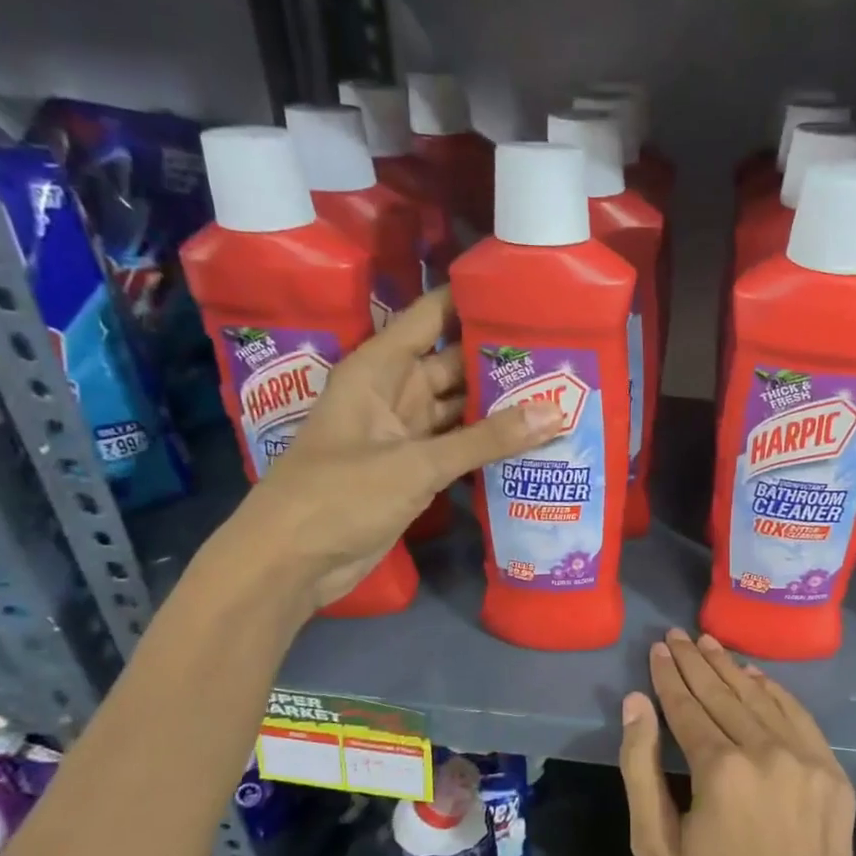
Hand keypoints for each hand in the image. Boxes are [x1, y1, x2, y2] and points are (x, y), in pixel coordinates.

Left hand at [228, 289, 562, 608]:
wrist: (291, 561)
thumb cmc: (340, 495)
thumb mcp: (416, 463)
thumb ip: (487, 439)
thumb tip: (557, 412)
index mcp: (380, 368)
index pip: (433, 315)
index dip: (476, 300)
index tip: (530, 294)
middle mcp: (395, 392)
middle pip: (456, 364)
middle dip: (504, 360)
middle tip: (564, 354)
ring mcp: (405, 433)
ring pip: (462, 409)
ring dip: (503, 407)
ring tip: (562, 393)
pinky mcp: (414, 470)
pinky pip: (460, 447)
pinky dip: (490, 446)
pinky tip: (534, 442)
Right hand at [618, 630, 855, 855]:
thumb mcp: (655, 846)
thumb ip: (640, 767)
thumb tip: (636, 703)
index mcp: (720, 770)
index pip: (688, 706)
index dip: (669, 676)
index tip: (657, 649)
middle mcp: (767, 751)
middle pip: (724, 693)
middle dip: (696, 661)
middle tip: (677, 635)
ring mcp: (807, 759)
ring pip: (761, 698)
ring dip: (732, 668)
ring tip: (708, 644)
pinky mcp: (833, 773)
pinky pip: (798, 716)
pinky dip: (774, 691)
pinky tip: (755, 675)